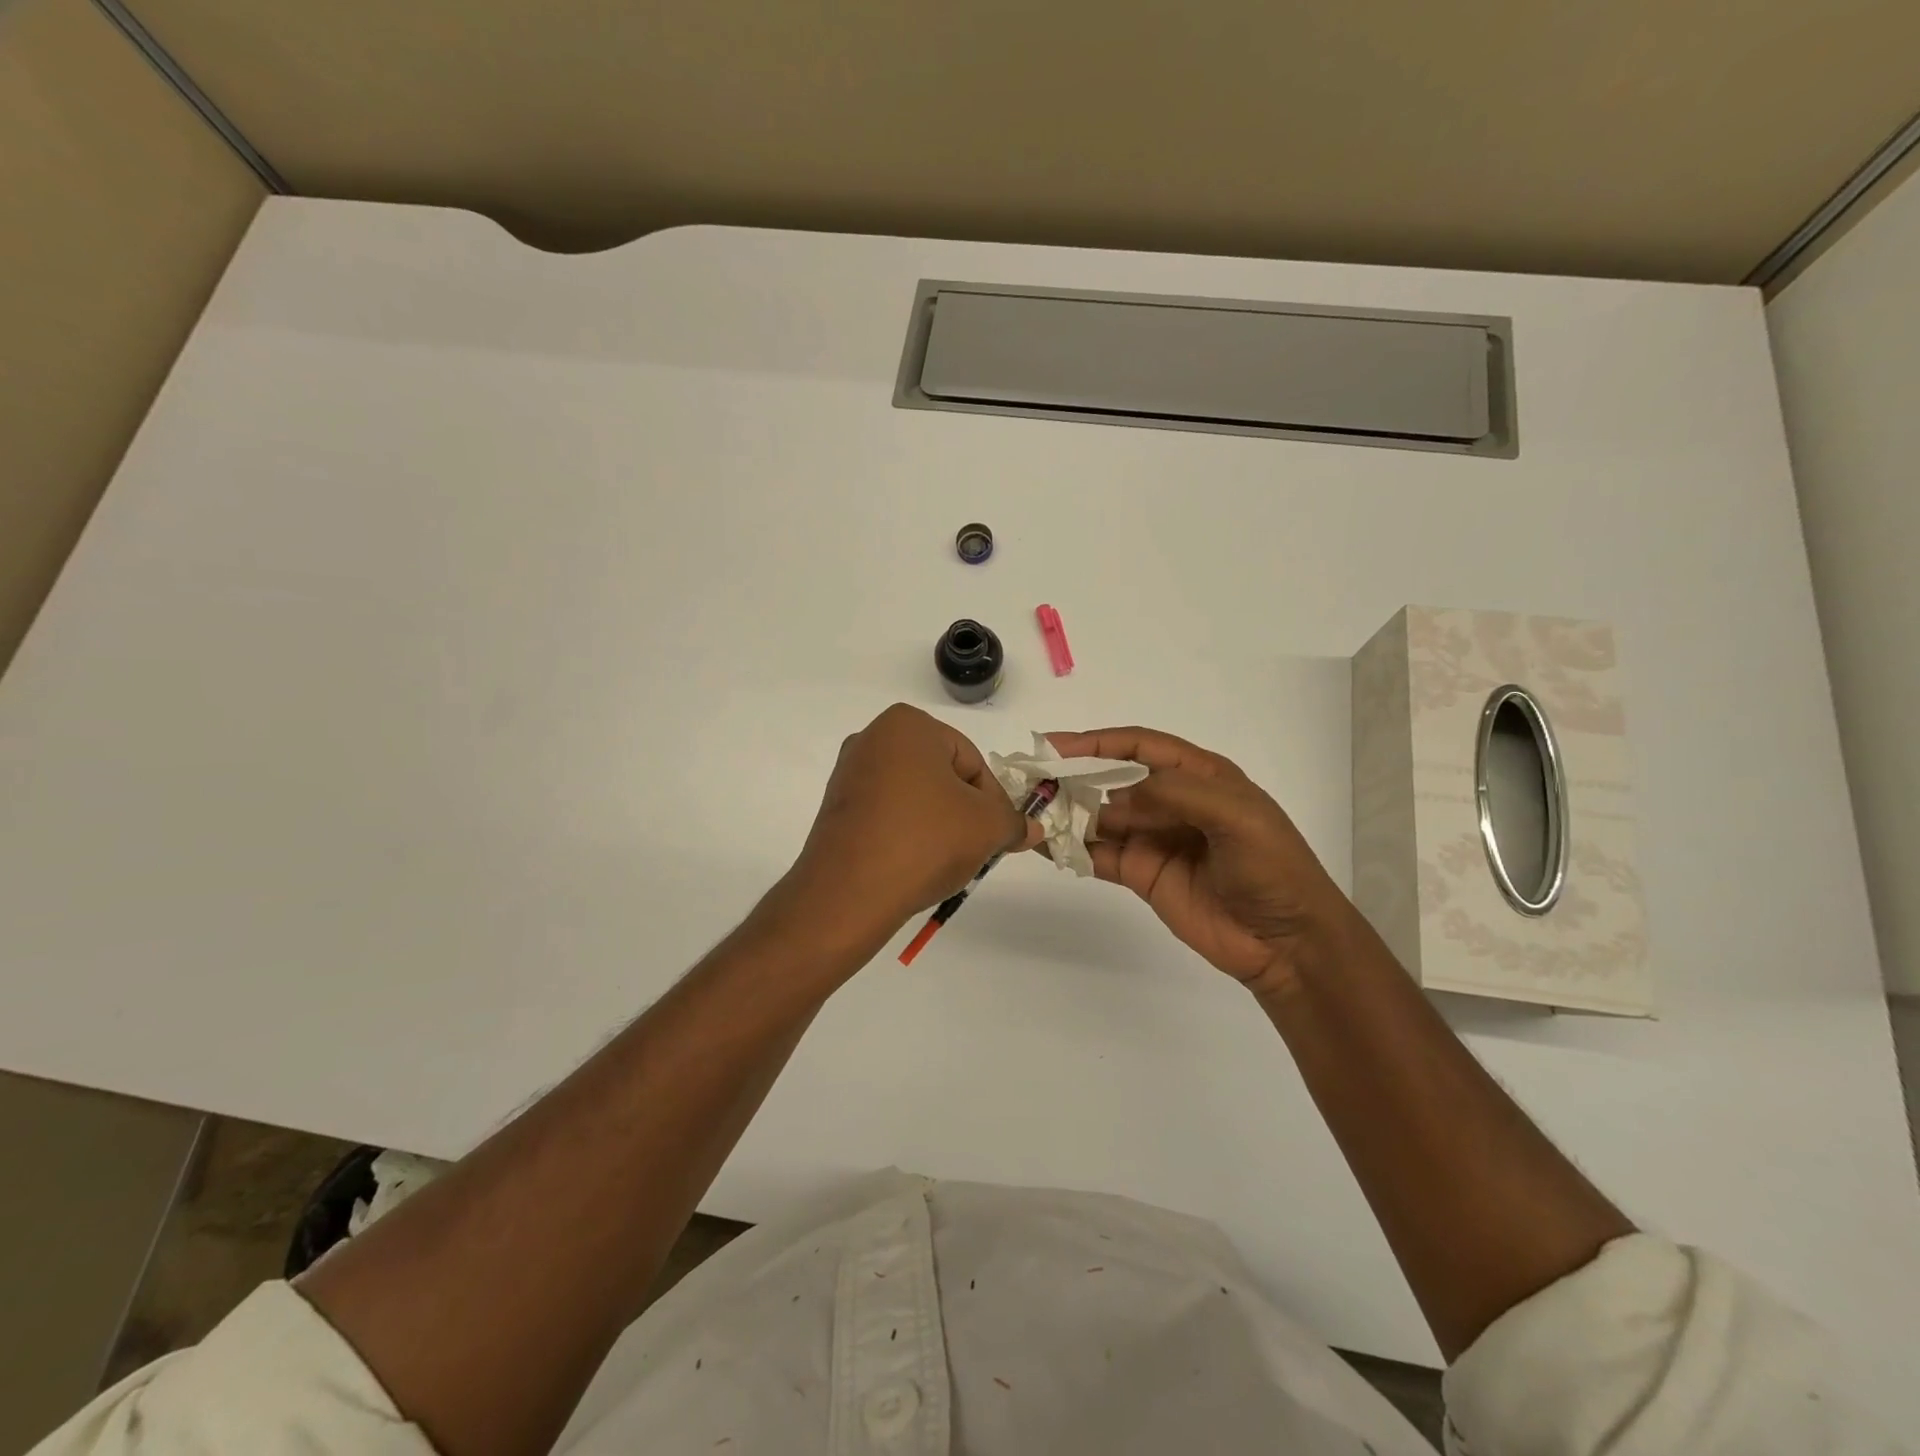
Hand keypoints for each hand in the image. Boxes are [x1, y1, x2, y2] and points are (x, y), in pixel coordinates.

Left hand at [775, 705, 1040, 954]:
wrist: (848, 893)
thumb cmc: (925, 841)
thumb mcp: (987, 828)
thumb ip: (1013, 822)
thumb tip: (1032, 829)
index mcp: (908, 724)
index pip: (971, 760)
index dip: (993, 801)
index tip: (997, 834)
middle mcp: (872, 738)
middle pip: (942, 776)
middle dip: (964, 811)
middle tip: (975, 848)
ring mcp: (849, 773)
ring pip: (915, 797)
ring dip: (937, 824)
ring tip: (944, 861)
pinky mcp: (836, 808)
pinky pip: (887, 814)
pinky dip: (907, 834)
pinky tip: (913, 865)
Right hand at [1045, 727, 1354, 996]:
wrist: (1287, 941)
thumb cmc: (1272, 868)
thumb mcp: (1237, 816)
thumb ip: (1178, 794)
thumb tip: (1118, 798)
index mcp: (1200, 776)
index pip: (1140, 747)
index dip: (1099, 742)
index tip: (1057, 745)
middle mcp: (1171, 802)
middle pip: (1112, 780)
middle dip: (1074, 776)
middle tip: (1032, 780)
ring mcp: (1154, 839)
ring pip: (1100, 817)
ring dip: (1067, 813)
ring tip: (1030, 812)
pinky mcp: (1142, 874)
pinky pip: (1100, 855)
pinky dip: (1072, 849)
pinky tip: (1045, 845)